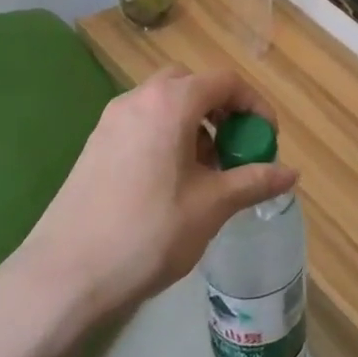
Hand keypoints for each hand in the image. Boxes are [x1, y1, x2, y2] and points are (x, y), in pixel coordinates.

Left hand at [17, 67, 297, 316]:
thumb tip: (291, 173)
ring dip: (193, 123)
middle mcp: (137, 100)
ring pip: (163, 104)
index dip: (254, 105)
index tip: (266, 139)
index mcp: (169, 104)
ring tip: (207, 171)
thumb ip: (254, 181)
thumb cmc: (149, 233)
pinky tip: (172, 183)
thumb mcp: (212, 206)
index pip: (224, 82)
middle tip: (235, 148)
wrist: (65, 274)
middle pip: (190, 85)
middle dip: (220, 109)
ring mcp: (110, 122)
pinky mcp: (94, 146)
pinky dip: (166, 136)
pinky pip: (141, 124)